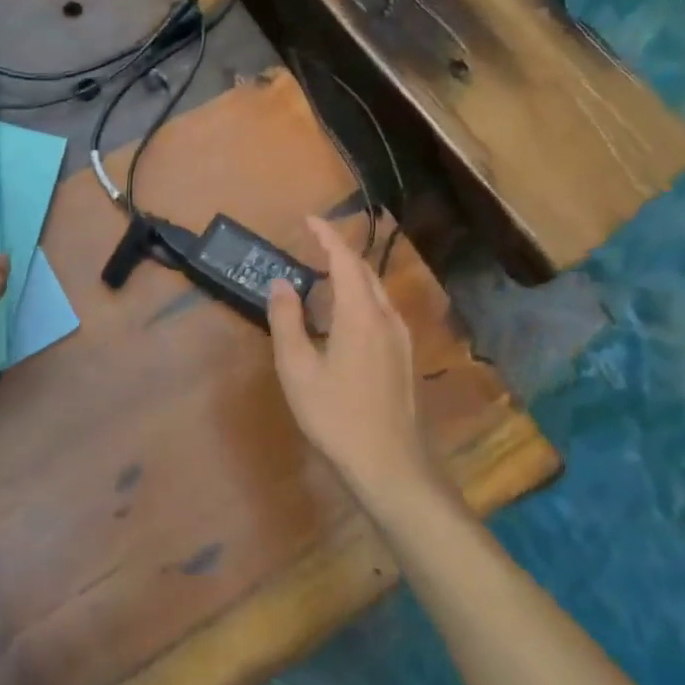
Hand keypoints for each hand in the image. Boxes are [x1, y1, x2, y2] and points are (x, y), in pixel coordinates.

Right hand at [266, 216, 438, 504]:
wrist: (390, 465)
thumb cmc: (337, 415)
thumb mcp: (298, 369)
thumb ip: (287, 320)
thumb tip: (281, 282)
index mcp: (360, 314)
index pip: (344, 259)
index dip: (327, 235)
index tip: (309, 218)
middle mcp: (386, 317)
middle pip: (364, 271)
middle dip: (339, 252)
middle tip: (311, 245)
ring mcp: (400, 338)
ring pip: (376, 291)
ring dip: (350, 276)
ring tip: (322, 276)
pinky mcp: (403, 357)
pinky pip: (380, 310)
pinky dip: (359, 297)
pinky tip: (343, 316)